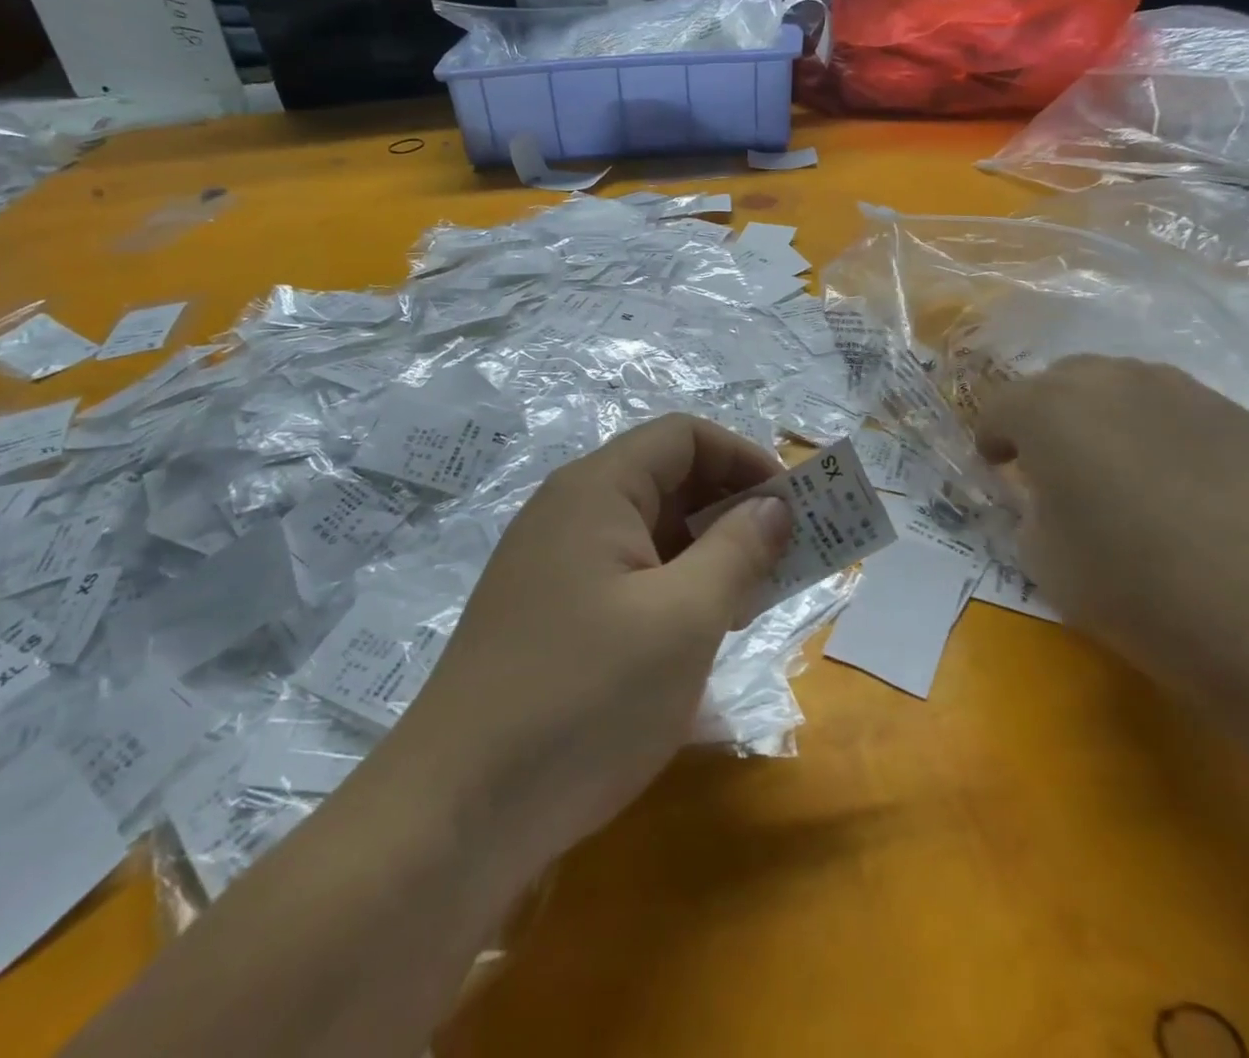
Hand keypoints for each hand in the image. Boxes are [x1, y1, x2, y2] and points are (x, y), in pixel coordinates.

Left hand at [386, 414, 792, 877]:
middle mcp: (569, 510)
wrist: (457, 811)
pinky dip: (671, 588)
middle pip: (666, 479)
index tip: (792, 508)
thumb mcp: (684, 620)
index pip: (684, 436)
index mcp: (596, 489)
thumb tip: (774, 505)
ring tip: (749, 603)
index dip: (744, 458)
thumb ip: (738, 550)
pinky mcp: (548, 610)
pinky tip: (696, 636)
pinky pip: (625, 574)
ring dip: (706, 554)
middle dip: (732, 510)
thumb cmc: (584, 699)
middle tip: (783, 561)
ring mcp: (553, 562)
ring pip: (648, 531)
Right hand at [975, 356, 1248, 690]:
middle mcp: (1113, 382)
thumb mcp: (1044, 558)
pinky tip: (1186, 488)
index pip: (999, 407)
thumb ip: (1032, 510)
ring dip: (1106, 417)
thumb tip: (1051, 497)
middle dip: (1047, 414)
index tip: (998, 469)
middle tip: (1054, 463)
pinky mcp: (1245, 418)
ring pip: (1125, 386)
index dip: (992, 439)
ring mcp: (1186, 392)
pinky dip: (1165, 436)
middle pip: (1061, 380)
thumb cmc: (1137, 586)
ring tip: (1121, 468)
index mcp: (1050, 410)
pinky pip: (1182, 414)